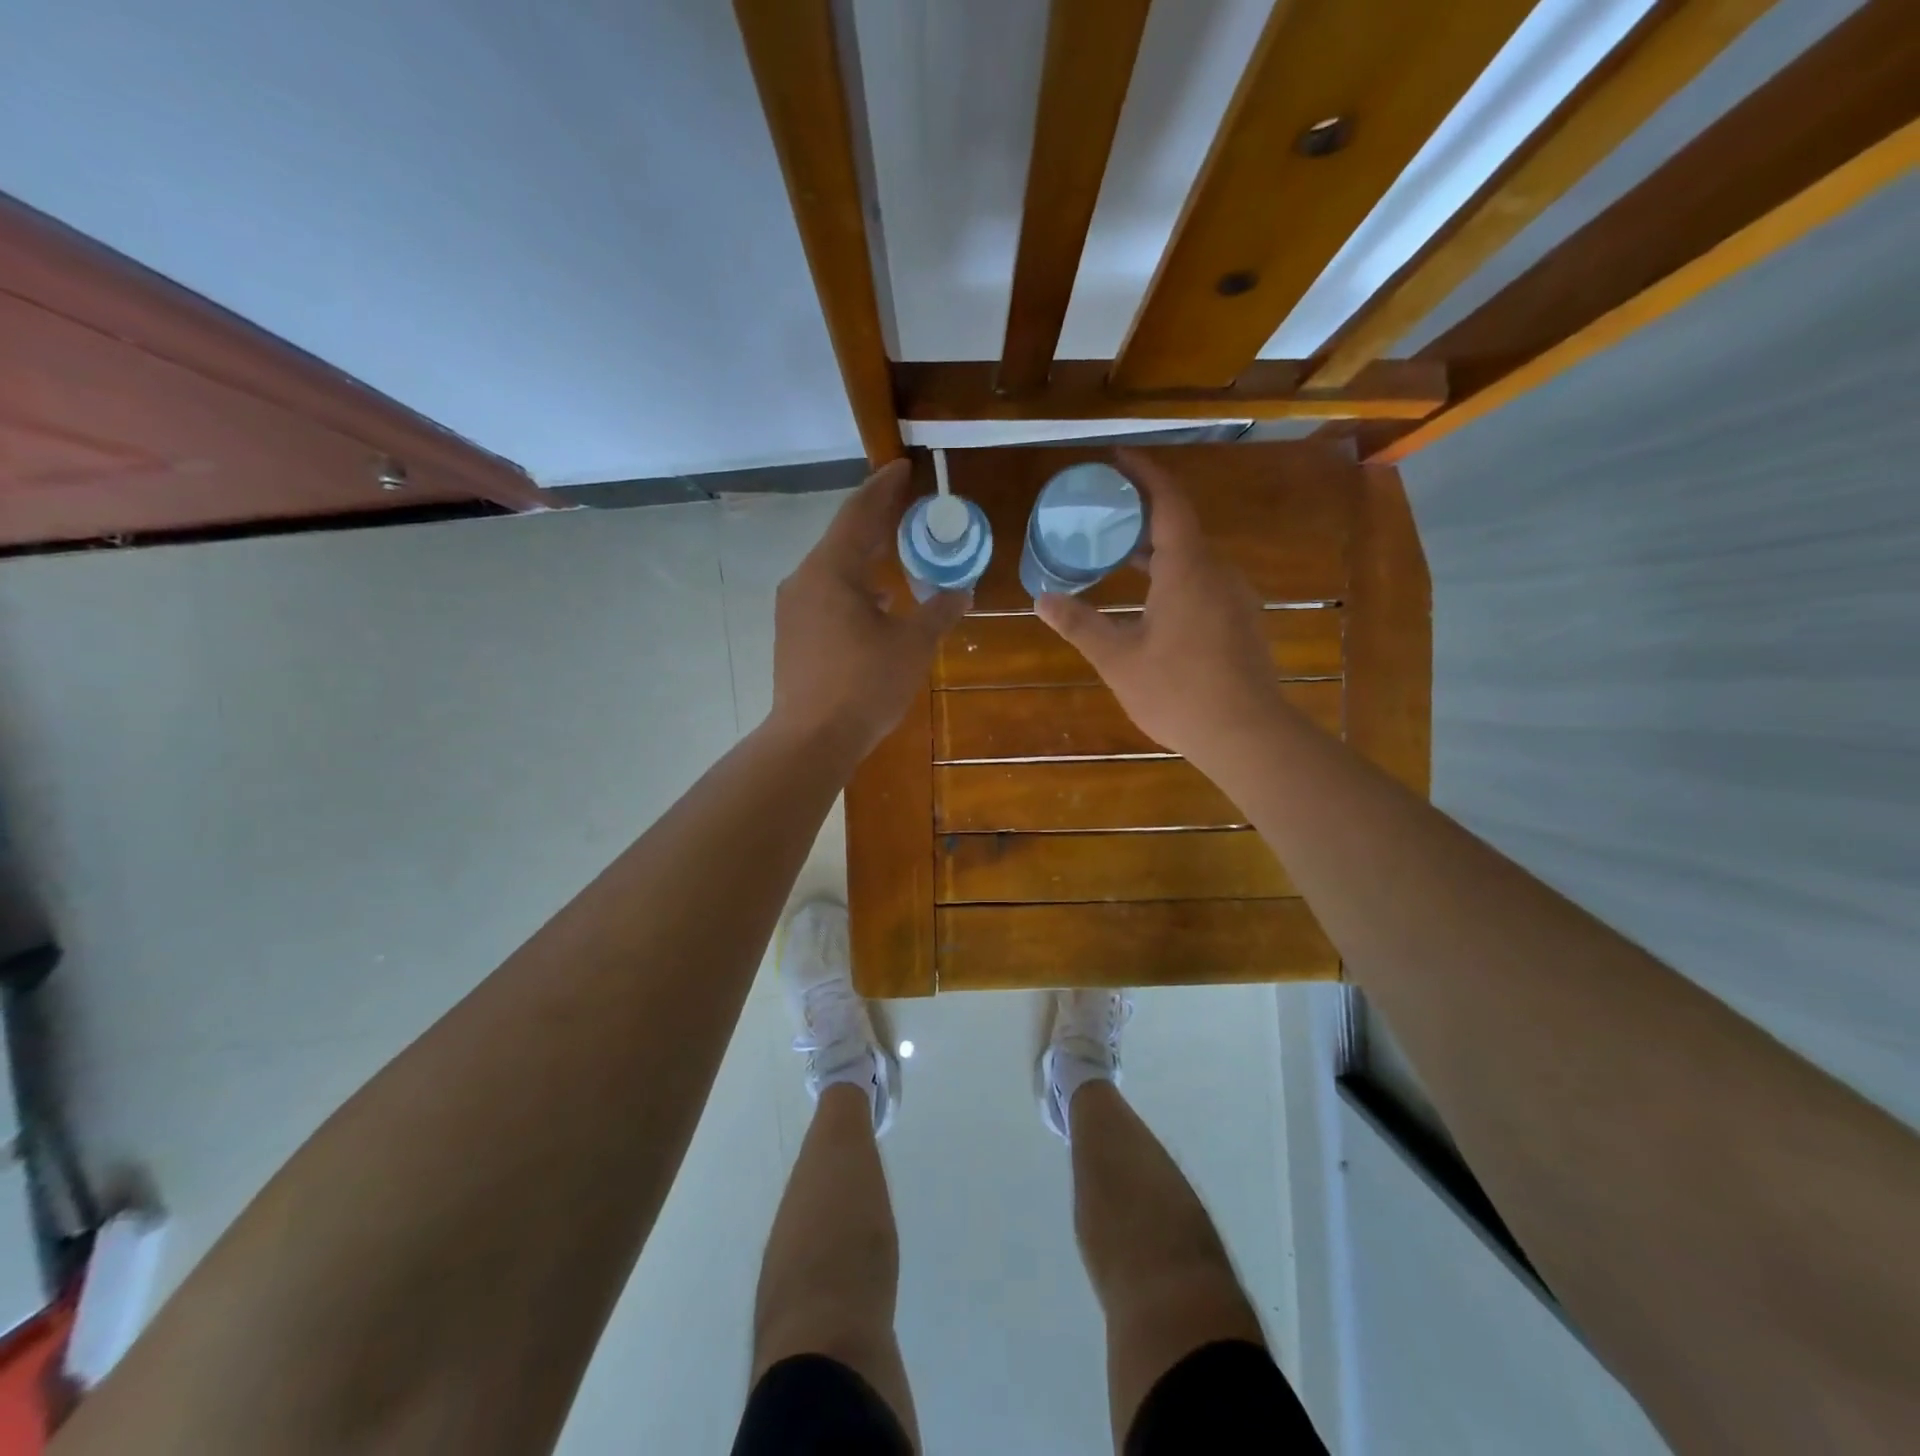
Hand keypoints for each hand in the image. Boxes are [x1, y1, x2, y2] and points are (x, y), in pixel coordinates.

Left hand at [770, 459, 967, 759]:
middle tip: (906, 504)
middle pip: (844, 539)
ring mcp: (794, 609)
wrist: (810, 739)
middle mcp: (805, 581)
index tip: (902, 467)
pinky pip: (826, 596)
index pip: (859, 514)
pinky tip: (877, 604)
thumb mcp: (912, 646)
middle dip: (876, 521)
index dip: (883, 488)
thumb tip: (962, 591)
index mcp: (831, 571)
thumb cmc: (863, 685)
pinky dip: (854, 589)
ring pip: (834, 570)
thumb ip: (938, 612)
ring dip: (865, 558)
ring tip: (895, 552)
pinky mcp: (792, 635)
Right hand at [1035, 450, 1280, 766]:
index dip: (1144, 474)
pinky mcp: (1241, 622)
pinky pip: (1204, 582)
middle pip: (1181, 527)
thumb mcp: (1118, 659)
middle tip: (1104, 514)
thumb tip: (1042, 600)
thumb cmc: (1178, 691)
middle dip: (1143, 515)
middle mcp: (1217, 573)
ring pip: (1193, 558)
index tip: (1118, 458)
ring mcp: (1235, 598)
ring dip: (1158, 550)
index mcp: (1187, 569)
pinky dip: (1174, 576)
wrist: (1246, 734)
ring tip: (1120, 557)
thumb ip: (1080, 624)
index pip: (1168, 503)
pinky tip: (1152, 602)